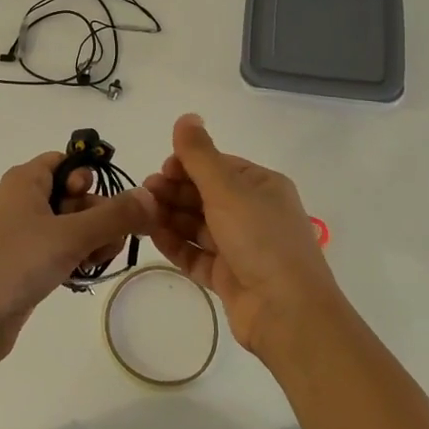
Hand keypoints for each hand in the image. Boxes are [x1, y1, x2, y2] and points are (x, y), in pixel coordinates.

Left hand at [0, 152, 156, 368]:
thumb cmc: (16, 263)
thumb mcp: (71, 235)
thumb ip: (115, 215)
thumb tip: (151, 196)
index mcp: (24, 180)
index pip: (65, 161)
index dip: (90, 178)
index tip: (108, 205)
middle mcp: (18, 200)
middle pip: (71, 194)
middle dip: (98, 216)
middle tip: (110, 241)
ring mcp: (16, 233)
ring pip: (65, 225)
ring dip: (88, 240)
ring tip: (95, 262)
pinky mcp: (17, 263)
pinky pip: (53, 249)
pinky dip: (71, 258)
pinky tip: (81, 275)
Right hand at [144, 114, 342, 356]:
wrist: (286, 312)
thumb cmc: (259, 239)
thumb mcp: (227, 189)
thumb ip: (200, 154)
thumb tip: (186, 116)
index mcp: (262, 187)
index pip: (219, 166)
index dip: (188, 165)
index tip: (161, 170)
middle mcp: (254, 214)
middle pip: (206, 195)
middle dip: (175, 191)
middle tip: (144, 193)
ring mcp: (242, 248)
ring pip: (199, 225)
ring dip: (171, 216)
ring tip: (142, 214)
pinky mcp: (230, 277)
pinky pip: (198, 255)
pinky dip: (176, 245)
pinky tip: (152, 237)